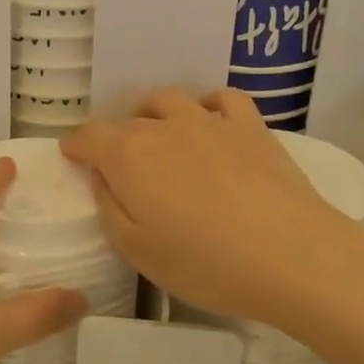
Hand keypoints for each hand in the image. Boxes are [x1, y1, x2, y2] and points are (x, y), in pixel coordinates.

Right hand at [61, 88, 363, 330]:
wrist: (292, 257)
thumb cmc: (206, 263)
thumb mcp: (137, 250)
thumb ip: (110, 208)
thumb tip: (102, 180)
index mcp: (129, 157)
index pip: (89, 136)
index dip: (75, 144)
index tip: (70, 154)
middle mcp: (164, 128)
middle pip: (127, 121)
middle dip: (113, 138)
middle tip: (116, 164)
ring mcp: (210, 122)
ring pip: (169, 100)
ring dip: (152, 113)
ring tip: (155, 134)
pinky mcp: (251, 127)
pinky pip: (223, 99)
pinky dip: (207, 105)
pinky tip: (209, 121)